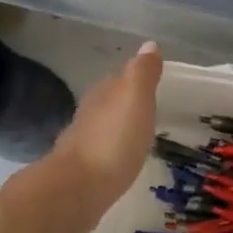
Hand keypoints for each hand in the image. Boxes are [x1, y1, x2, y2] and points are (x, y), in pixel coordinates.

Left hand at [45, 41, 161, 214]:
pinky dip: (113, 152)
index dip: (137, 79)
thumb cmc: (113, 139)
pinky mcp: (82, 170)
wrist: (78, 188)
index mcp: (104, 93)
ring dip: (119, 129)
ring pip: (104, 127)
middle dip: (127, 104)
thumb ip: (142, 72)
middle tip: (150, 110)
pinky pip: (102, 153)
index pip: (120, 78)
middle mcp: (89, 113)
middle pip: (110, 102)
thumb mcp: (135, 98)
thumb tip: (149, 44)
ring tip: (140, 135)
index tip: (155, 84)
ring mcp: (82, 143)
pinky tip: (122, 160)